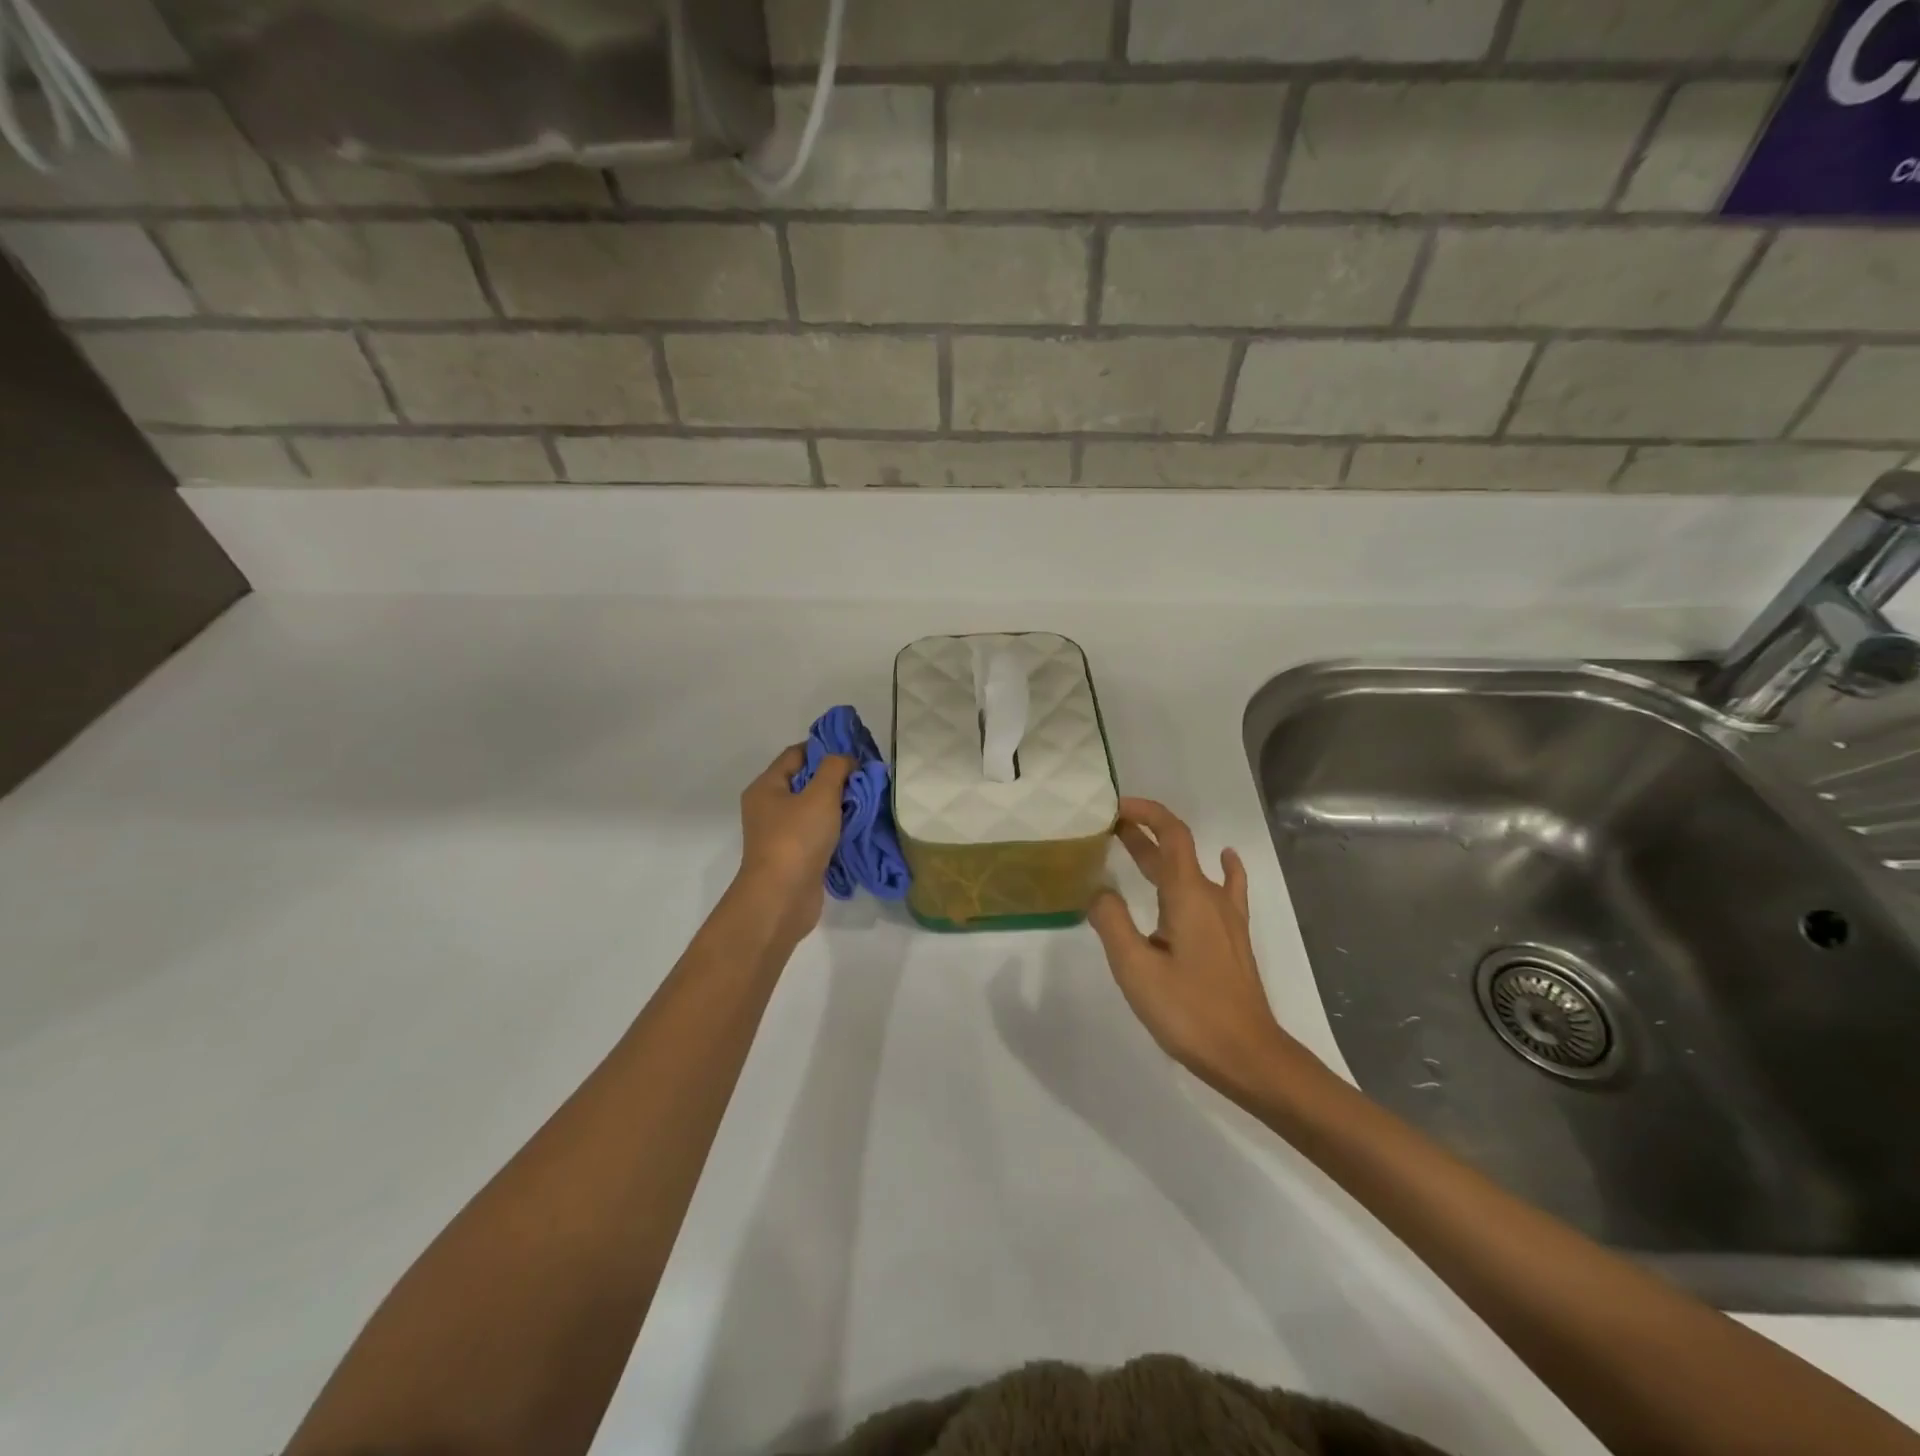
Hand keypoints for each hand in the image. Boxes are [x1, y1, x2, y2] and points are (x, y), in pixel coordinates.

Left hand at [735, 745, 852, 944]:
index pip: (797, 754)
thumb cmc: (797, 838)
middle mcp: (769, 808)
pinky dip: (837, 830)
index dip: (825, 749)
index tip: (855, 753)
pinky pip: (818, 834)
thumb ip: (836, 768)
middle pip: (806, 782)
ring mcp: (781, 834)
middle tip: (867, 778)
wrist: (781, 898)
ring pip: (814, 810)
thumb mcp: (820, 794)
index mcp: (767, 787)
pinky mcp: (795, 857)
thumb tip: (846, 760)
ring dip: (839, 806)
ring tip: (868, 803)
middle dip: (836, 779)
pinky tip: (858, 829)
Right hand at [1089, 798, 1316, 1101]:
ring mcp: (1227, 917)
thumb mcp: (1136, 969)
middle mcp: (1210, 896)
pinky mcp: (1233, 938)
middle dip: (1142, 833)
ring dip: (1163, 854)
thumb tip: (1099, 891)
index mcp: (1187, 895)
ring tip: (1132, 847)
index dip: (1146, 813)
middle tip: (1105, 828)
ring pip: (1192, 870)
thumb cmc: (1189, 1012)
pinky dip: (1221, 869)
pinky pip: (1227, 890)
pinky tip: (1225, 859)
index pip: (1171, 834)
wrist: (1248, 1056)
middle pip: (1177, 849)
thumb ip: (1112, 923)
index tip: (1113, 808)